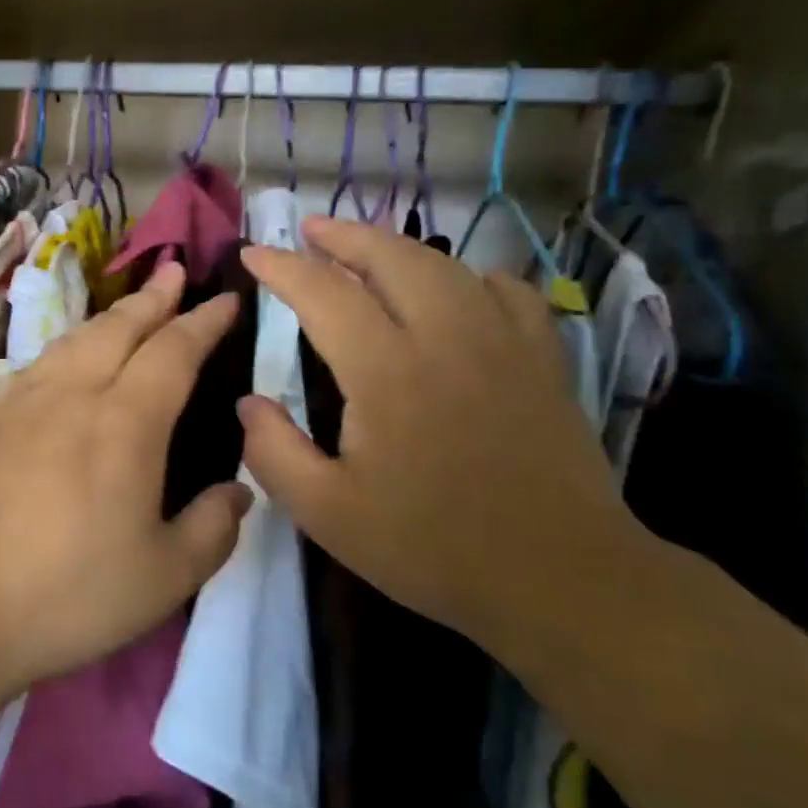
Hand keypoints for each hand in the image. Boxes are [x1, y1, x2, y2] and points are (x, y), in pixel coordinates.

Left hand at [0, 261, 251, 696]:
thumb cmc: (70, 594)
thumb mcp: (165, 576)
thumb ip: (213, 527)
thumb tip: (238, 490)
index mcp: (124, 423)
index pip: (173, 351)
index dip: (204, 321)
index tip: (226, 300)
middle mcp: (72, 395)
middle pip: (119, 328)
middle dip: (153, 298)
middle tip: (174, 273)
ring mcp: (21, 402)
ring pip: (73, 339)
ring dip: (110, 317)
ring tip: (130, 308)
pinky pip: (38, 364)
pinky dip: (68, 346)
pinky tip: (69, 359)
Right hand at [239, 218, 636, 640]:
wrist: (560, 578)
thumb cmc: (432, 547)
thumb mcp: (327, 515)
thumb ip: (274, 453)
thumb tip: (247, 403)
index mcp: (387, 372)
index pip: (324, 294)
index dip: (283, 268)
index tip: (253, 254)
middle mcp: (446, 337)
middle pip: (391, 257)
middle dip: (343, 235)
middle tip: (310, 229)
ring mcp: (503, 342)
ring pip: (445, 266)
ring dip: (398, 248)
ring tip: (368, 249)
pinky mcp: (543, 359)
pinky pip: (506, 291)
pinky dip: (470, 277)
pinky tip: (458, 289)